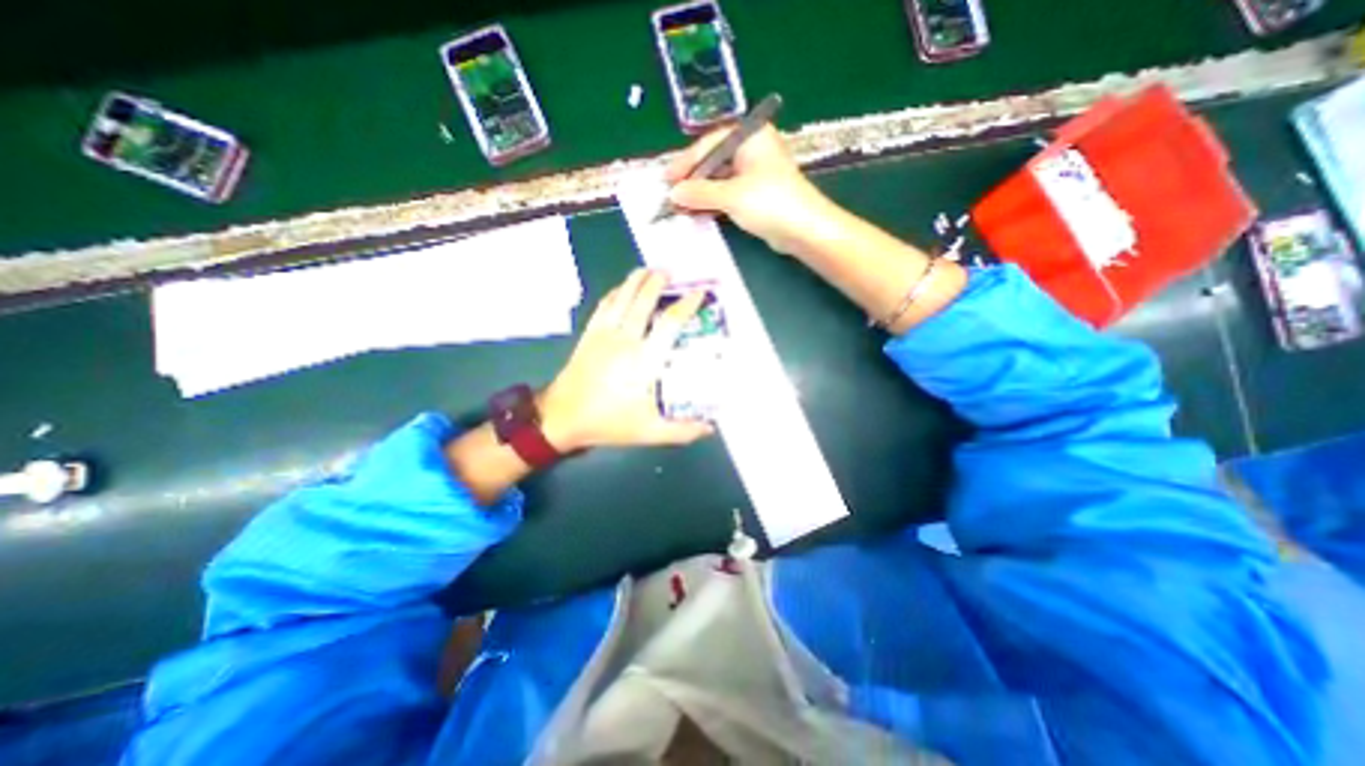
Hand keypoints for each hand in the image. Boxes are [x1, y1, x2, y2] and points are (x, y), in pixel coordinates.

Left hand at [542, 265, 716, 448]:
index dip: (686, 305)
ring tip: (649, 269)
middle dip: (658, 282)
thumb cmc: (608, 423)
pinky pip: (603, 306)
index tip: (698, 293)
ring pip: (622, 298)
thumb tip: (710, 428)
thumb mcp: (649, 432)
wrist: (562, 417)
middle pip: (643, 301)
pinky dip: (615, 293)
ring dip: (636, 280)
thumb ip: (682, 430)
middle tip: (671, 272)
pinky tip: (621, 288)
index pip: (670, 323)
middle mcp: (625, 340)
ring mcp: (604, 334)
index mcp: (644, 360)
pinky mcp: (589, 335)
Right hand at [663, 123, 842, 255]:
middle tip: (671, 194)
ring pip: (720, 180)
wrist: (803, 230)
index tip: (668, 179)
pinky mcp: (756, 195)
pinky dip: (712, 203)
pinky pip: (728, 194)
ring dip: (700, 194)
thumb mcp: (731, 195)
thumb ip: (700, 193)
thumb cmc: (769, 202)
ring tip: (680, 207)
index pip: (709, 144)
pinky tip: (697, 212)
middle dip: (692, 180)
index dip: (686, 162)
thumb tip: (673, 193)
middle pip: (714, 161)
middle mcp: (752, 150)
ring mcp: (755, 173)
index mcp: (750, 136)